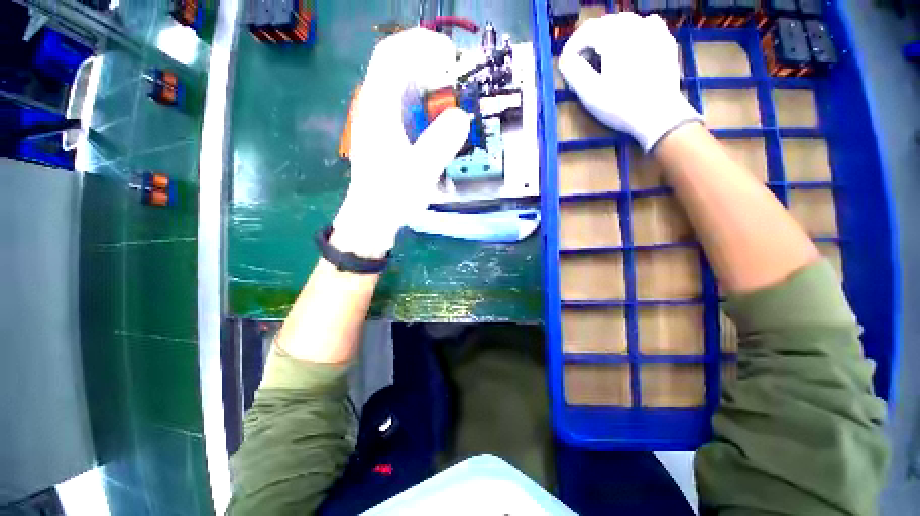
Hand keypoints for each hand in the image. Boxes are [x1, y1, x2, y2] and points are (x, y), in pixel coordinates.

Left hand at [333, 29, 470, 258]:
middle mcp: (375, 107)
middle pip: (396, 66)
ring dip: (426, 83)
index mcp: (378, 110)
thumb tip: (461, 117)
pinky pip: (404, 105)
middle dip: (427, 63)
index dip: (421, 45)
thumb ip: (441, 142)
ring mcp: (378, 120)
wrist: (372, 217)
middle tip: (455, 80)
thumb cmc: (392, 196)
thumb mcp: (420, 171)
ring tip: (450, 98)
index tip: (450, 58)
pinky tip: (436, 118)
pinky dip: (423, 103)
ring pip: (400, 85)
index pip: (392, 55)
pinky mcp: (385, 133)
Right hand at [559, 13, 701, 151]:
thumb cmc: (620, 105)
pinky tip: (631, 47)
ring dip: (609, 35)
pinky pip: (646, 25)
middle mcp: (634, 26)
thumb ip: (573, 71)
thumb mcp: (589, 92)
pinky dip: (633, 32)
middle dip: (589, 41)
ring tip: (603, 57)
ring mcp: (653, 32)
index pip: (585, 31)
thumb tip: (565, 59)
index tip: (566, 64)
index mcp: (613, 37)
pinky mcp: (665, 41)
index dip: (571, 47)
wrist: (658, 115)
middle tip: (582, 64)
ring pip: (625, 22)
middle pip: (604, 24)